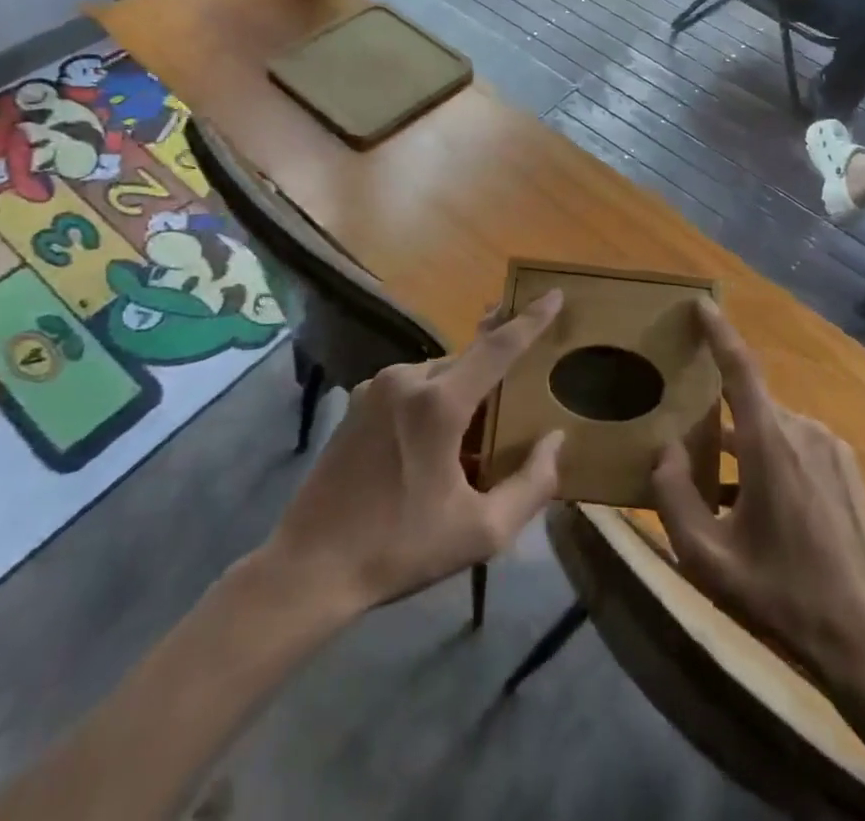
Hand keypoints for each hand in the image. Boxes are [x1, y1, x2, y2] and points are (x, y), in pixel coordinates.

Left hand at [258, 291, 566, 615]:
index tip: (555, 294)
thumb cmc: (400, 549)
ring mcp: (377, 386)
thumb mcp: (481, 531)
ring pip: (440, 374)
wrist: (309, 569)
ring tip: (465, 447)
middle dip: (494, 378)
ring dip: (461, 395)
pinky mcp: (357, 401)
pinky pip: (411, 386)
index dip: (531, 320)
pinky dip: (431, 403)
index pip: (498, 348)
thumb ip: (532, 484)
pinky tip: (427, 448)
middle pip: (470, 362)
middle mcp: (407, 379)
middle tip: (510, 413)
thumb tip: (555, 440)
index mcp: (439, 404)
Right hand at [650, 301, 864, 683]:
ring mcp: (830, 447)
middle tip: (688, 446)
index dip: (718, 331)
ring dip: (744, 447)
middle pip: (749, 405)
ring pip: (771, 428)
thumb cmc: (782, 594)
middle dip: (718, 418)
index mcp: (770, 442)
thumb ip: (673, 498)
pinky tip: (760, 506)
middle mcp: (802, 430)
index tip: (700, 303)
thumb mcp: (708, 559)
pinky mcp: (846, 467)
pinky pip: (796, 445)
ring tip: (722, 491)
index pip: (740, 367)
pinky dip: (770, 459)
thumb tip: (664, 450)